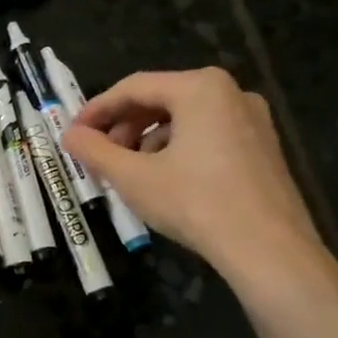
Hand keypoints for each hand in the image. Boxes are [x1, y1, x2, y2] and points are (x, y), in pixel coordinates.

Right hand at [62, 68, 329, 293]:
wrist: (269, 250)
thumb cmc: (195, 203)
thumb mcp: (133, 177)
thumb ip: (95, 151)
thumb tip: (69, 136)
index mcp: (200, 88)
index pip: (133, 87)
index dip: (96, 110)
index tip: (73, 134)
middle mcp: (231, 92)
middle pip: (161, 99)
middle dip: (124, 126)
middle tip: (99, 155)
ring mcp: (253, 119)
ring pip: (185, 119)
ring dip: (148, 140)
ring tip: (129, 172)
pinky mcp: (263, 147)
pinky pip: (209, 135)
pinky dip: (178, 149)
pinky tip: (165, 180)